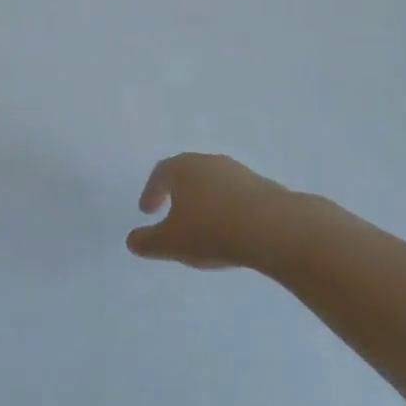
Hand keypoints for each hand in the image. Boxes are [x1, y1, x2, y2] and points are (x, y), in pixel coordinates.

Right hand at [126, 153, 323, 271]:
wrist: (273, 228)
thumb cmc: (211, 231)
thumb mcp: (171, 243)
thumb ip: (147, 242)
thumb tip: (132, 240)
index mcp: (183, 168)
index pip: (161, 173)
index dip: (151, 192)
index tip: (147, 211)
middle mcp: (209, 162)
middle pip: (188, 173)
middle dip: (177, 193)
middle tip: (171, 213)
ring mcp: (238, 172)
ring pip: (213, 183)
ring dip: (204, 201)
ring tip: (202, 226)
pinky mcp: (262, 186)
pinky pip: (235, 195)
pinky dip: (226, 209)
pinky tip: (230, 230)